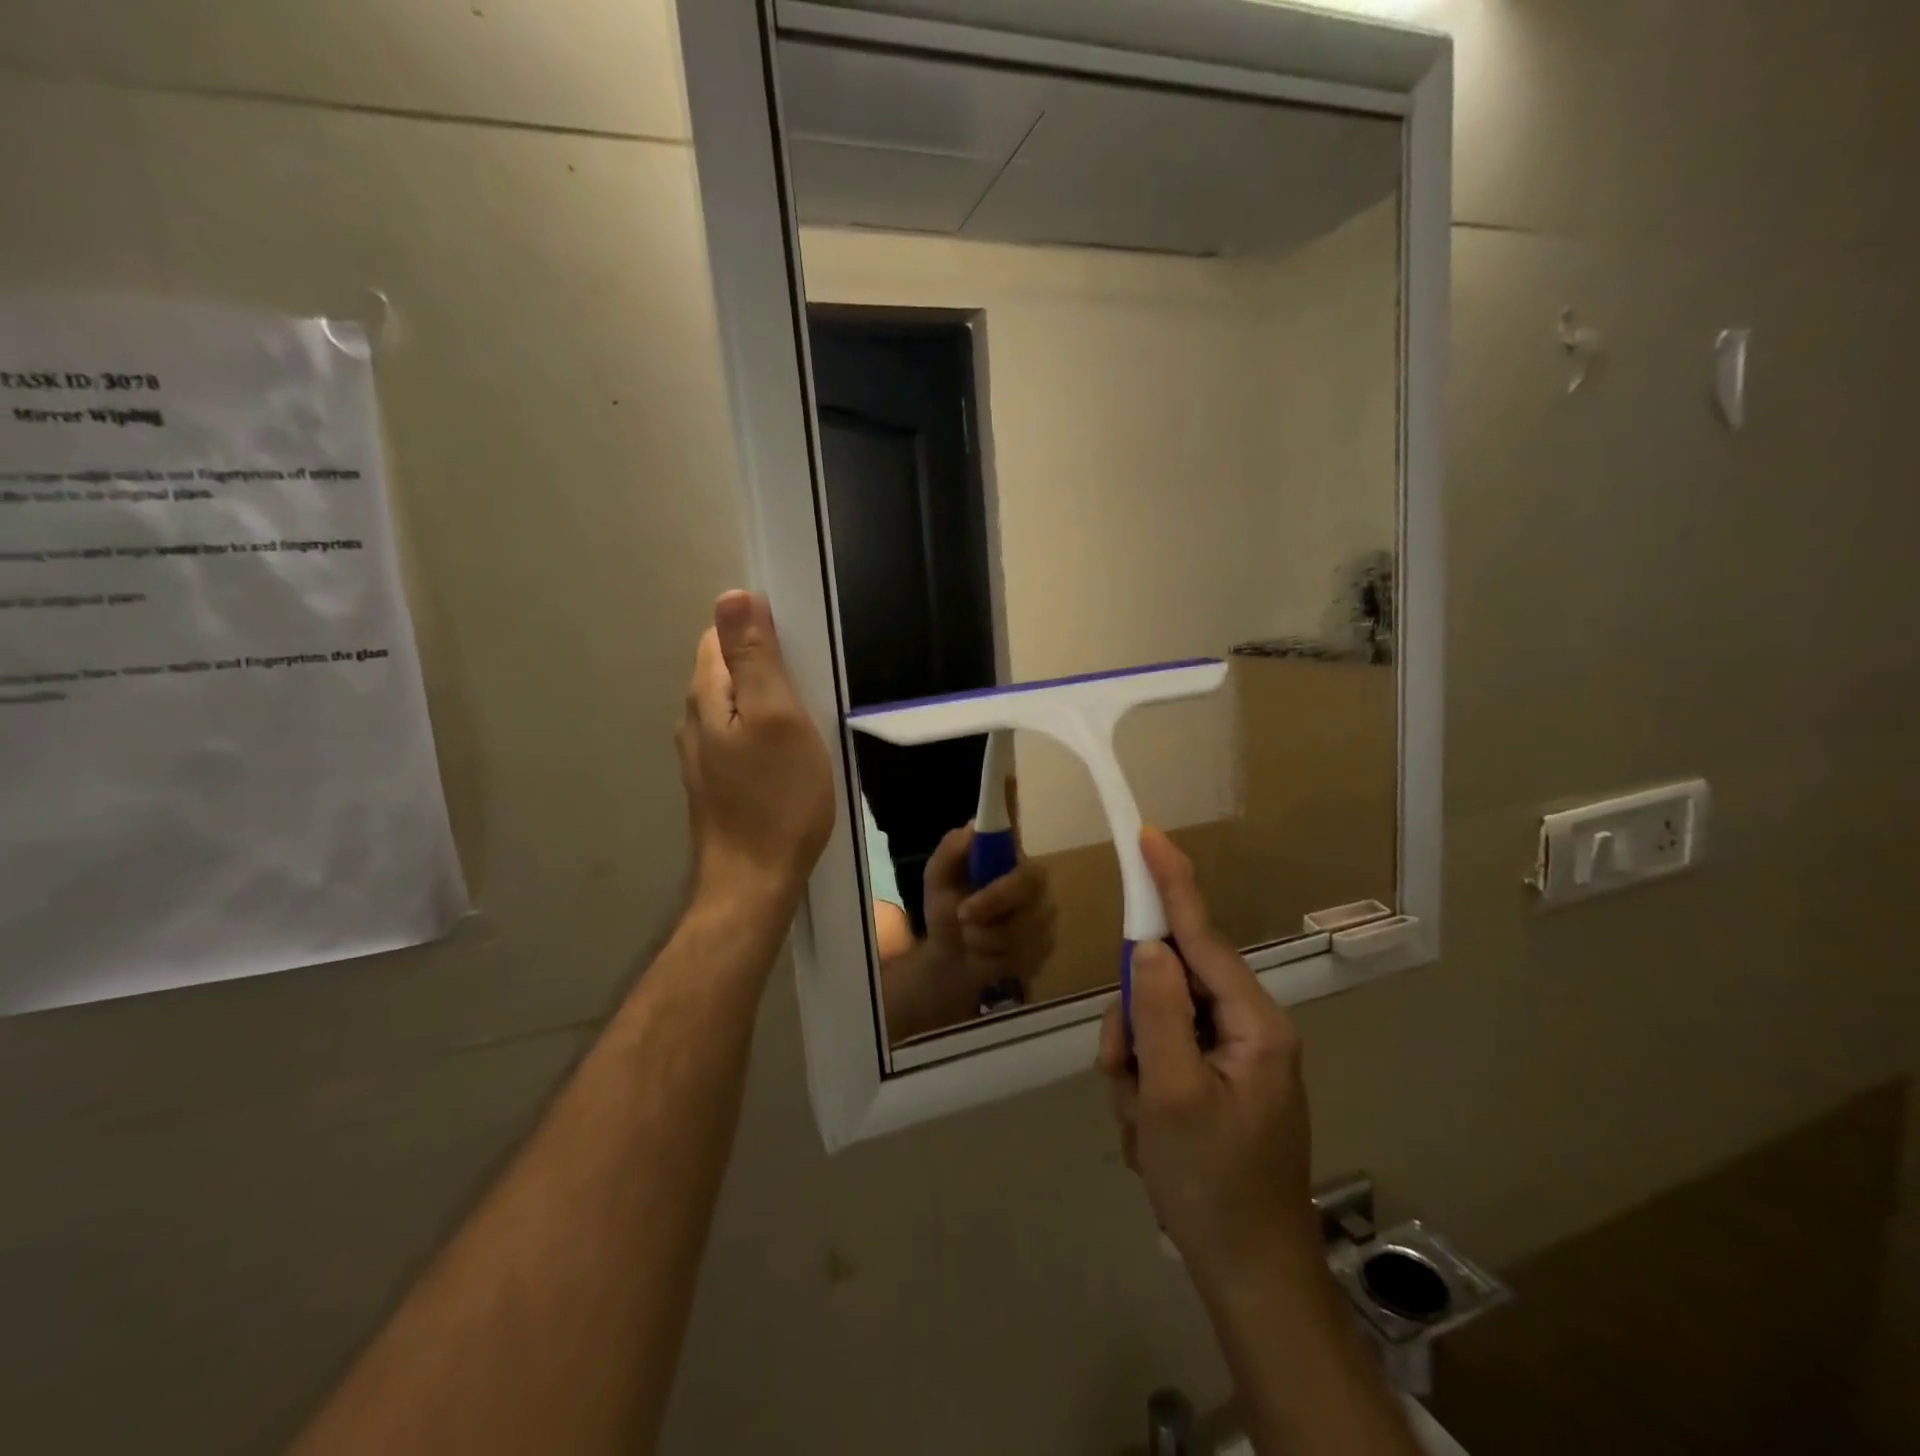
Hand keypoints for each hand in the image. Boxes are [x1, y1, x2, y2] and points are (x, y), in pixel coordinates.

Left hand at [678, 590, 834, 910]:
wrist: (754, 881)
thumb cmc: (777, 797)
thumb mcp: (778, 717)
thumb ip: (755, 657)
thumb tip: (731, 595)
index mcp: (707, 695)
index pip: (721, 636)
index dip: (759, 632)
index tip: (802, 652)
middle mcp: (694, 720)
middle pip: (728, 671)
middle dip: (766, 667)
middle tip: (813, 688)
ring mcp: (703, 756)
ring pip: (736, 707)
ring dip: (768, 702)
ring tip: (808, 719)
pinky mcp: (718, 783)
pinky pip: (741, 739)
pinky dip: (765, 733)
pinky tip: (790, 755)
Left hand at [921, 824, 1057, 998]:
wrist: (952, 959)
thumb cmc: (947, 911)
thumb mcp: (937, 879)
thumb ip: (950, 850)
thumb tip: (973, 826)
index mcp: (1010, 859)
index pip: (1020, 848)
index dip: (1005, 860)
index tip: (979, 878)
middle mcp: (1034, 882)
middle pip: (1028, 885)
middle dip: (991, 902)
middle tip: (962, 915)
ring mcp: (1044, 914)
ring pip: (1022, 926)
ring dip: (984, 937)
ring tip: (970, 937)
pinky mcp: (1046, 945)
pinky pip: (1025, 953)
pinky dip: (996, 958)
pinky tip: (989, 954)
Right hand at [1097, 828, 1317, 1288]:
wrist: (1248, 1274)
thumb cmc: (1212, 1186)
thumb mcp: (1171, 1096)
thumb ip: (1157, 1012)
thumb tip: (1148, 947)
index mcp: (1253, 1023)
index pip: (1201, 936)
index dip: (1171, 884)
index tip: (1148, 836)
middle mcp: (1247, 1028)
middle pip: (1169, 985)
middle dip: (1135, 1027)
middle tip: (1127, 1077)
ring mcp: (1231, 1055)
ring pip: (1157, 1022)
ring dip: (1135, 1066)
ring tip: (1143, 1121)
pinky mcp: (1215, 1079)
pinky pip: (1162, 1054)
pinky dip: (1143, 1086)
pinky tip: (1150, 1131)